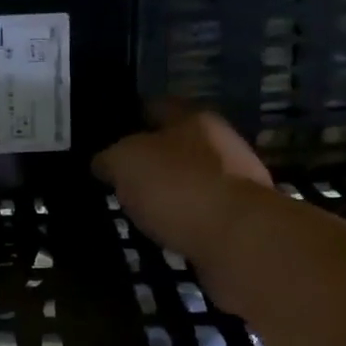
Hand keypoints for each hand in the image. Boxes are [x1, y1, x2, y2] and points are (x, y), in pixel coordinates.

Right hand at [93, 108, 273, 263]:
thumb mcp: (126, 162)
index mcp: (194, 119)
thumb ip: (110, 157)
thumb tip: (103, 162)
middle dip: (153, 159)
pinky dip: (185, 222)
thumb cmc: (178, 187)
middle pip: (179, 144)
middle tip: (122, 178)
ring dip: (171, 193)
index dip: (131, 117)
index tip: (110, 135)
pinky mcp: (241, 222)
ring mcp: (237, 184)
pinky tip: (167, 235)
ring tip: (141, 211)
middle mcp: (221, 145)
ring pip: (193, 181)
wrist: (238, 239)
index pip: (156, 107)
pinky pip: (203, 216)